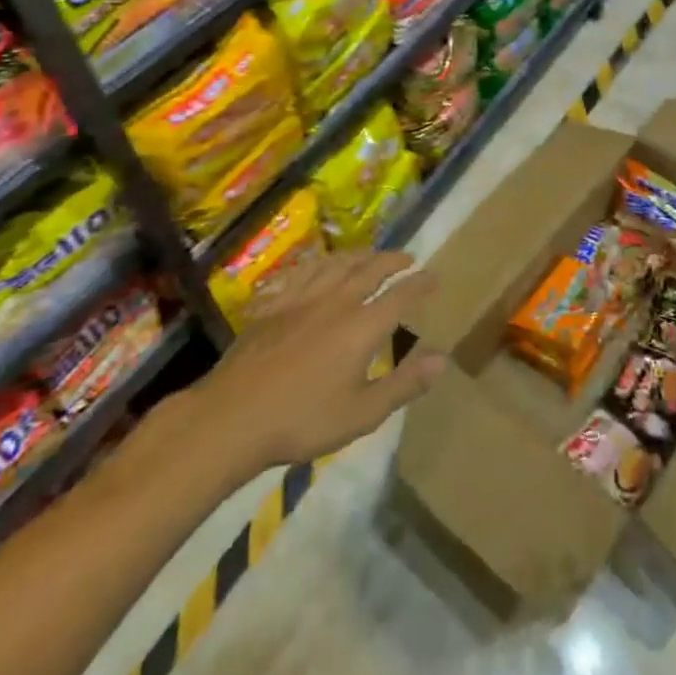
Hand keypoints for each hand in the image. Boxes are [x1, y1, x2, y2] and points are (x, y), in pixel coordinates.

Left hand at [175, 251, 445, 477]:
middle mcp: (336, 302)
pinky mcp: (274, 304)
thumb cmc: (302, 420)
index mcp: (362, 326)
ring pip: (337, 264)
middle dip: (392, 260)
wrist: (233, 416)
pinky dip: (320, 263)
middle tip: (407, 257)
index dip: (420, 284)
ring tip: (370, 254)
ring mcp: (301, 299)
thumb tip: (442, 360)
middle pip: (370, 269)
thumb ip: (403, 384)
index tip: (434, 276)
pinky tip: (320, 264)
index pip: (400, 295)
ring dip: (359, 255)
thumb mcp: (361, 413)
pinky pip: (303, 272)